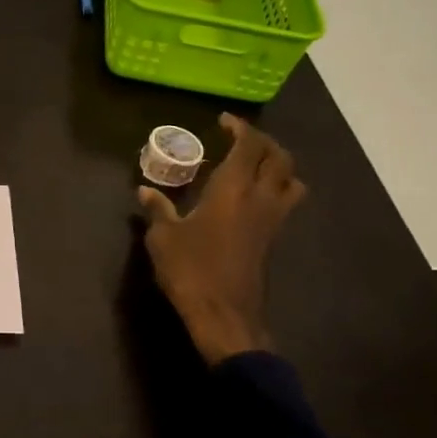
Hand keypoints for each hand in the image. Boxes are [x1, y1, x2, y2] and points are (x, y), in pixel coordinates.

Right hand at [139, 115, 306, 365]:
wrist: (224, 315)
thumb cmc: (191, 270)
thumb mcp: (163, 238)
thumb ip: (158, 210)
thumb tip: (145, 191)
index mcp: (233, 188)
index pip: (249, 145)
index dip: (240, 128)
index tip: (223, 122)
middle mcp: (260, 198)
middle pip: (278, 157)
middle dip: (262, 142)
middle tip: (239, 139)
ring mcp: (272, 220)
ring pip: (291, 179)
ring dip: (278, 165)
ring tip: (255, 166)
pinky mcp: (274, 239)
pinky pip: (286, 202)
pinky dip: (277, 189)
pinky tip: (252, 199)